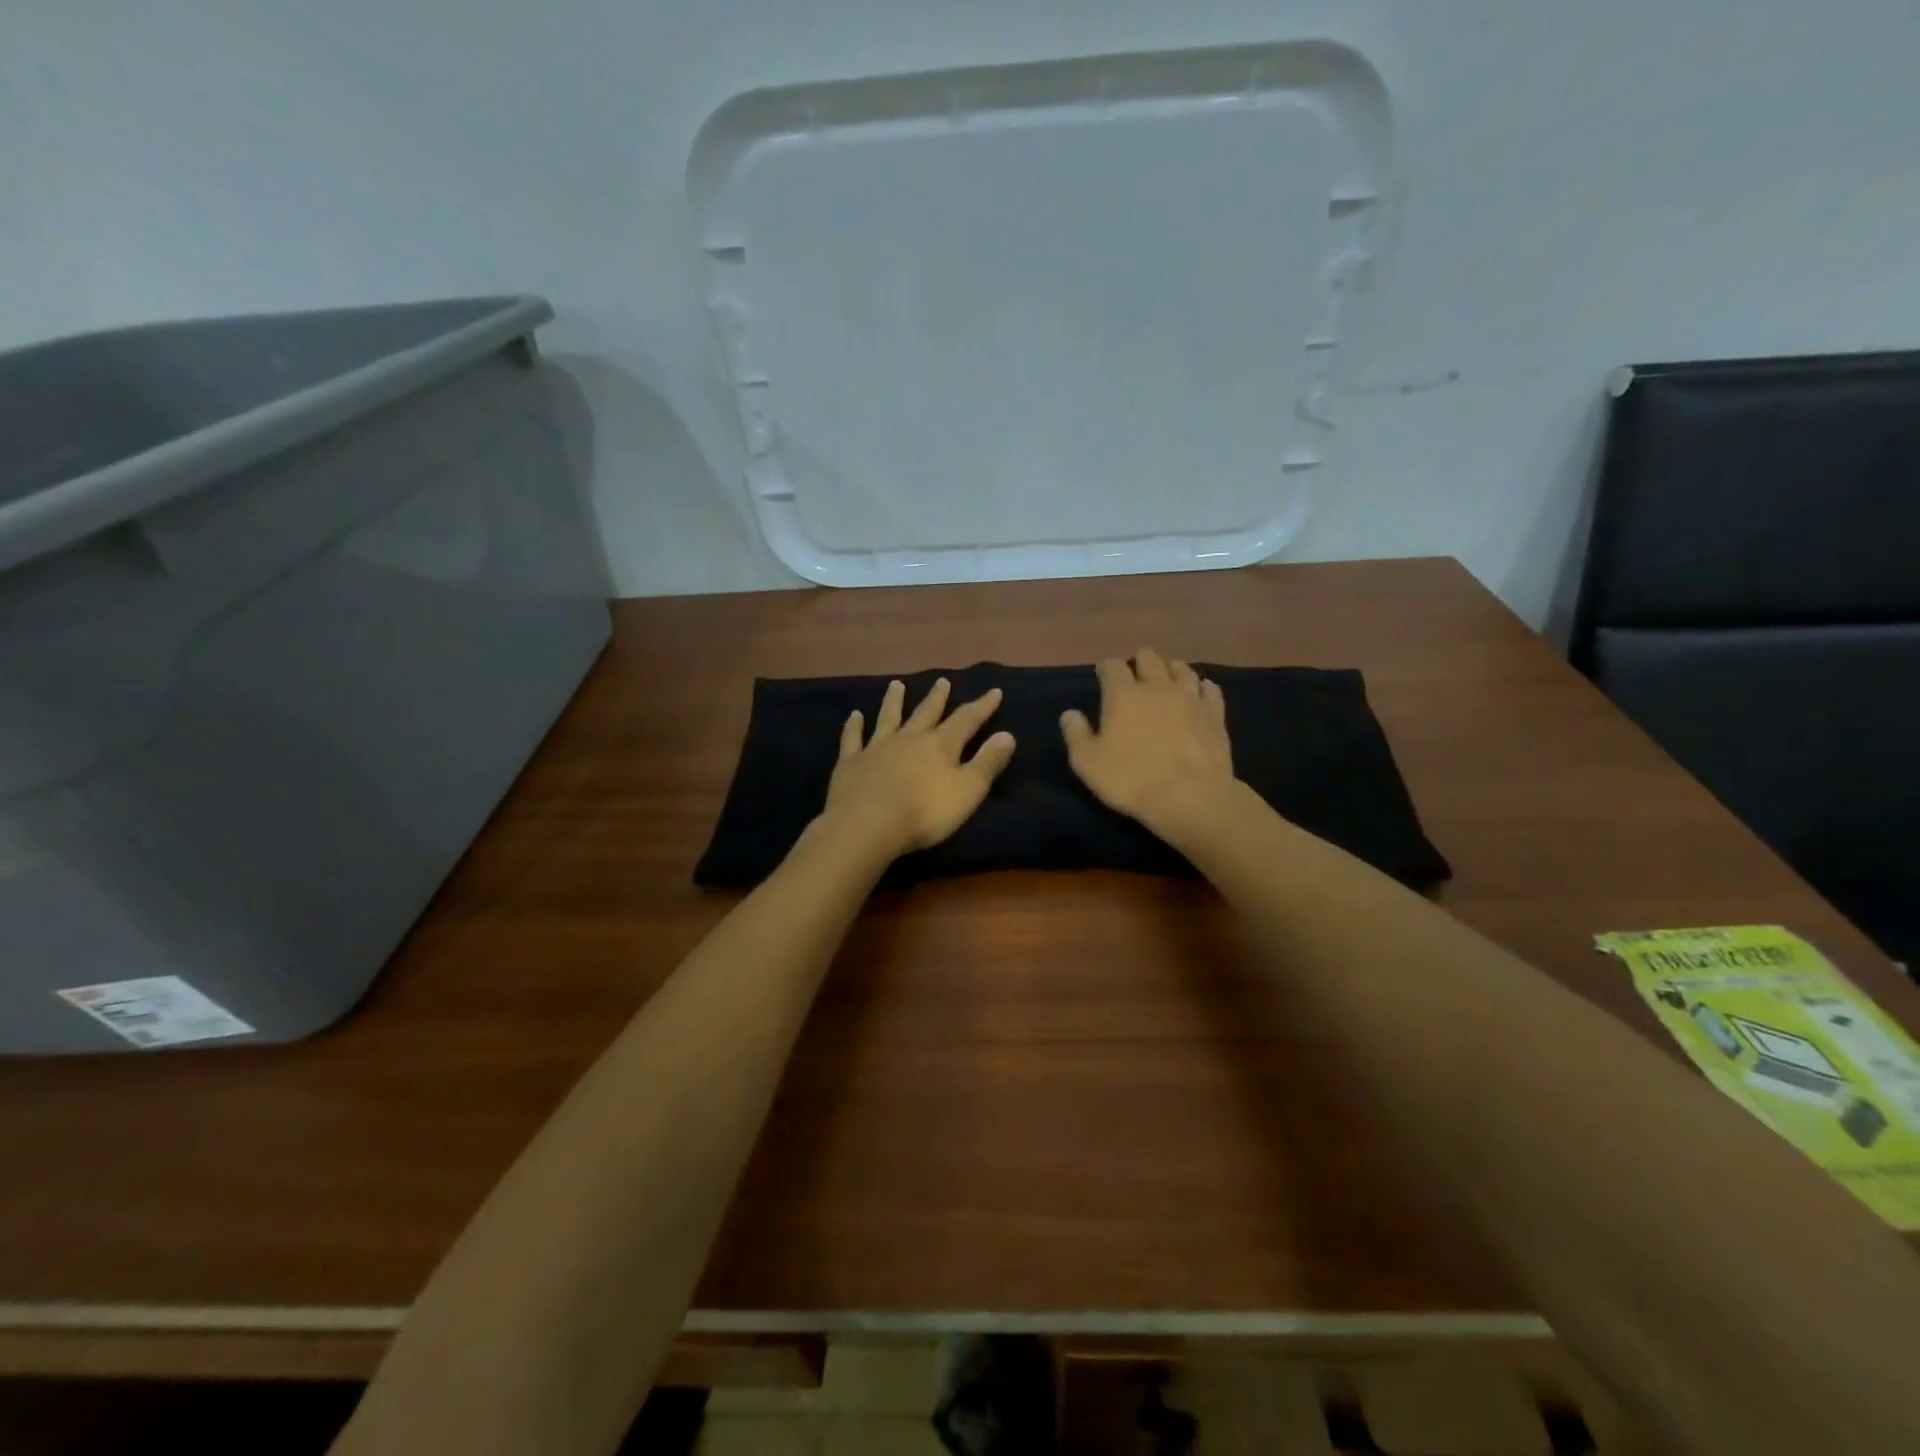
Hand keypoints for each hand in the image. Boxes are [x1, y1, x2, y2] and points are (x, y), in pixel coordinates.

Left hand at [821, 678, 1015, 859]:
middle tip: (942, 681)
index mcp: (940, 746)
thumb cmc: (924, 812)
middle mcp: (909, 739)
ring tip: (896, 684)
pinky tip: (854, 715)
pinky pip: (853, 739)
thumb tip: (1007, 735)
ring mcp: (876, 748)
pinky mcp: (851, 763)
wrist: (867, 825)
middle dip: (937, 698)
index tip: (994, 691)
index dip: (982, 706)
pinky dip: (854, 726)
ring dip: (893, 701)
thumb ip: (987, 762)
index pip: (966, 720)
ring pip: (888, 718)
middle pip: (926, 713)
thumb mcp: (968, 790)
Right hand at [1061, 648, 1235, 834]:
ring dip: (1171, 670)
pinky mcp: (1215, 714)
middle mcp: (1157, 686)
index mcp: (1123, 694)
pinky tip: (1201, 691)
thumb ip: (1076, 734)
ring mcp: (1190, 698)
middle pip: (1149, 658)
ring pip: (1181, 669)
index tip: (1103, 675)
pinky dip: (1203, 687)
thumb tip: (1070, 714)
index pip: (1112, 666)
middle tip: (1135, 675)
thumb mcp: (1087, 762)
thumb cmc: (1131, 779)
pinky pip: (1210, 690)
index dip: (1106, 668)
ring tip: (1166, 678)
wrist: (1190, 796)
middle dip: (1139, 662)